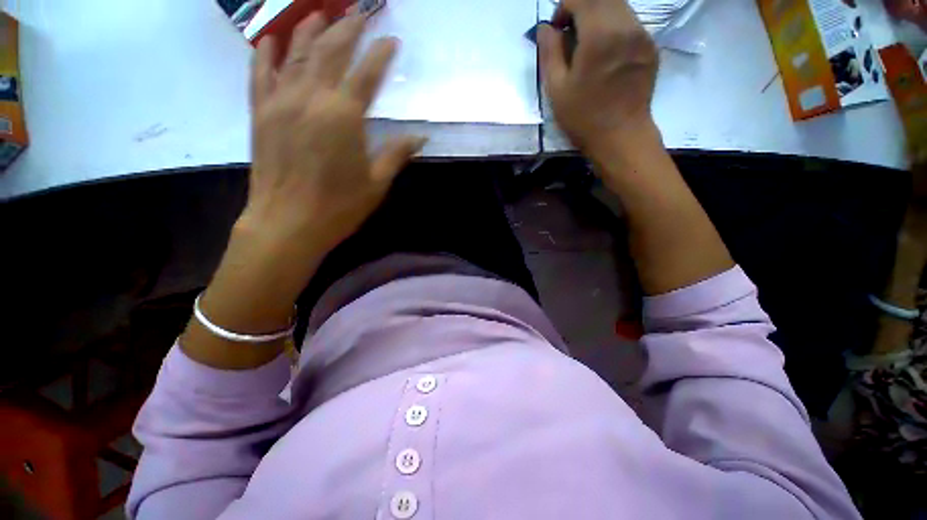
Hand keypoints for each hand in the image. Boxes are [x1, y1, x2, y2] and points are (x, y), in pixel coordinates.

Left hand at [180, 11, 424, 368]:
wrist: (287, 222)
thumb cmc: (339, 206)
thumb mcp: (376, 183)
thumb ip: (397, 154)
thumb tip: (420, 136)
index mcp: (344, 116)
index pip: (367, 73)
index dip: (381, 54)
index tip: (392, 41)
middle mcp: (312, 98)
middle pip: (331, 52)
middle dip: (348, 28)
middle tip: (360, 13)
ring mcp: (281, 102)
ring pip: (296, 54)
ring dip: (310, 31)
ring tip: (320, 14)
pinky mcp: (261, 113)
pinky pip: (261, 74)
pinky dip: (266, 54)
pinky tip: (272, 40)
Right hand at [538, 0, 658, 156]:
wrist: (620, 137)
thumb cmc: (583, 118)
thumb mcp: (557, 89)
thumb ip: (550, 52)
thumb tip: (546, 28)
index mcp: (600, 34)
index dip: (564, 7)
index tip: (557, 30)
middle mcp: (626, 25)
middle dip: (582, 8)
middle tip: (571, 36)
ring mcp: (643, 35)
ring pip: (619, 7)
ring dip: (599, 17)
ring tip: (588, 46)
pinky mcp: (651, 47)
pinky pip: (631, 24)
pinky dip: (614, 28)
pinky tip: (606, 55)